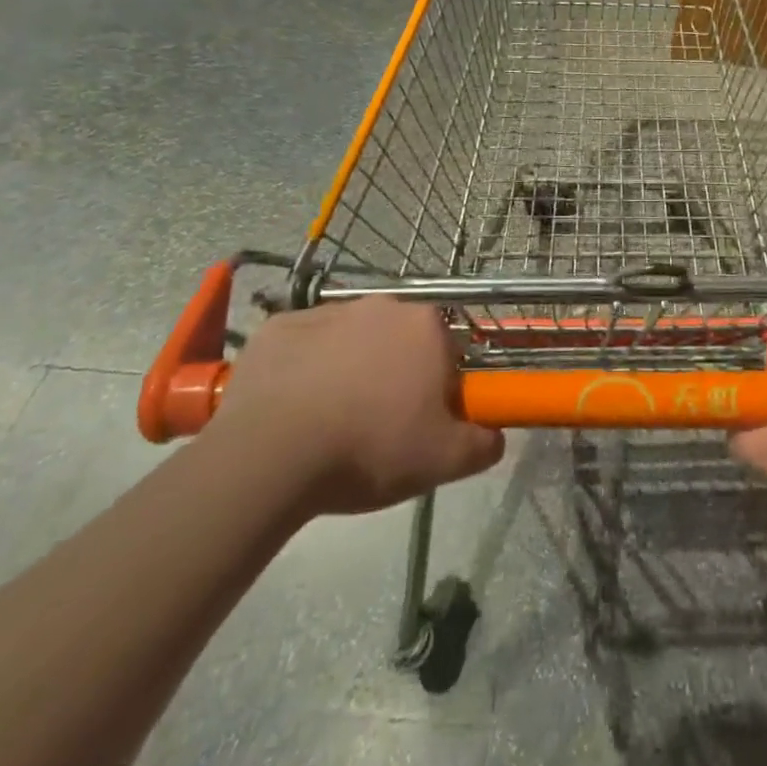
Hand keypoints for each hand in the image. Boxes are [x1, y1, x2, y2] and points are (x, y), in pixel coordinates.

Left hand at [208, 296, 504, 518]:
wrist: (271, 453)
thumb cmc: (369, 448)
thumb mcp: (442, 460)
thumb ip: (483, 444)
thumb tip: (495, 435)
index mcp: (427, 326)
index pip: (447, 353)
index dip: (438, 389)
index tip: (420, 424)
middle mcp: (383, 305)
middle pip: (399, 341)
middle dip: (394, 374)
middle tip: (377, 427)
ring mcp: (328, 311)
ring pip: (351, 341)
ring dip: (349, 370)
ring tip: (330, 424)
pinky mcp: (281, 326)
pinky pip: (304, 347)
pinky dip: (304, 370)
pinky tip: (292, 409)